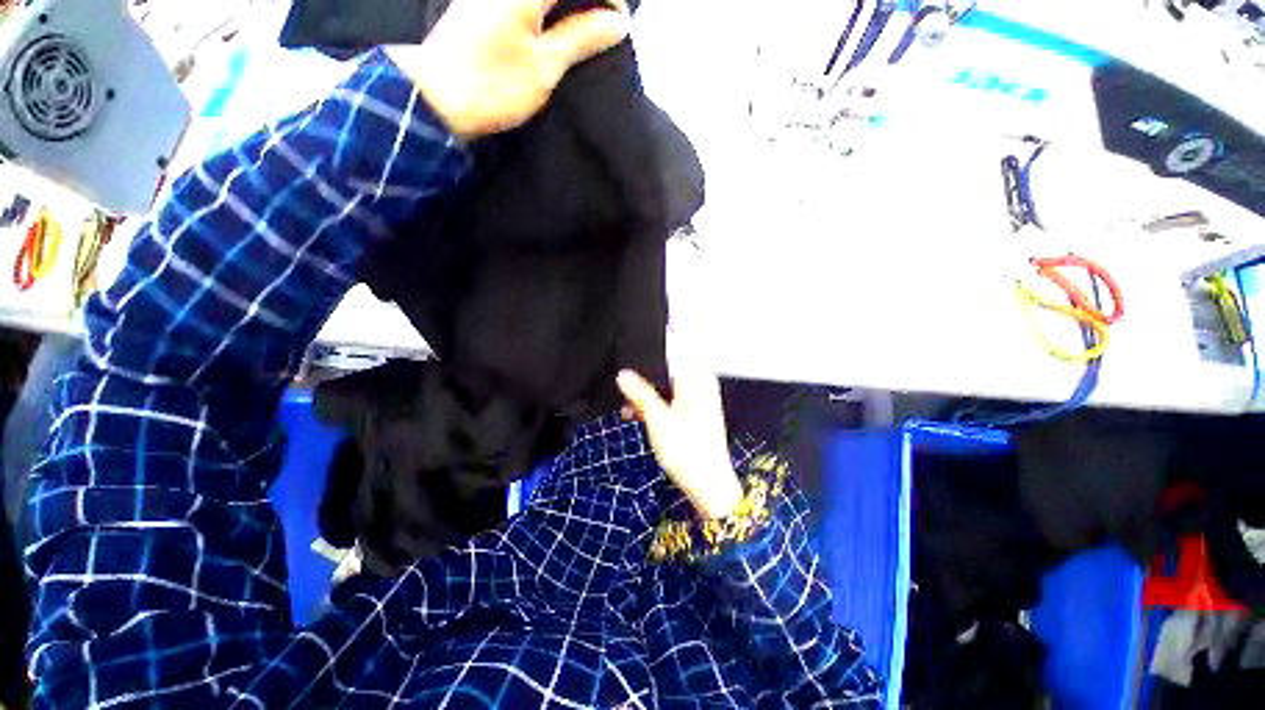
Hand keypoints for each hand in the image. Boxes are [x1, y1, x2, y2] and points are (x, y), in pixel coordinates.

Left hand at [388, 0, 629, 139]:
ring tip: (586, 29)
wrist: (435, 100)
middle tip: (606, 25)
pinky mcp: (483, 3)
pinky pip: (527, 0)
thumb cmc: (491, 88)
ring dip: (570, 5)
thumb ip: (580, 38)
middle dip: (591, 0)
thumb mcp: (544, 68)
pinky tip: (557, 28)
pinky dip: (549, 9)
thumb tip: (616, 23)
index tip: (619, 23)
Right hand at [617, 364, 743, 520]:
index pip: (675, 350)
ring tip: (626, 405)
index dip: (652, 351)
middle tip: (623, 386)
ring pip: (667, 386)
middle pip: (668, 369)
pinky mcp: (693, 413)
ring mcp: (697, 399)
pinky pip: (671, 399)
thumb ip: (639, 393)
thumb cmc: (686, 450)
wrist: (709, 485)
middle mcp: (699, 384)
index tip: (631, 354)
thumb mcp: (657, 419)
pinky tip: (636, 414)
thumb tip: (623, 374)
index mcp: (696, 379)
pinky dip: (656, 404)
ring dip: (647, 394)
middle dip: (645, 377)